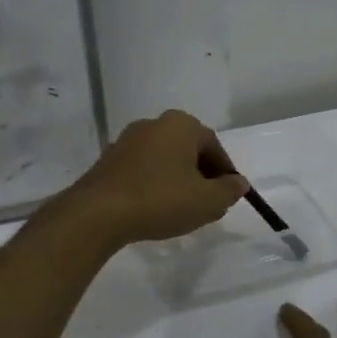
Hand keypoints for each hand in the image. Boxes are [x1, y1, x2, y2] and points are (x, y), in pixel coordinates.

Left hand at [60, 109, 248, 246]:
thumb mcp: (206, 201)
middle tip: (207, 205)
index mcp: (181, 125)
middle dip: (201, 176)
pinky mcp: (109, 161)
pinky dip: (154, 185)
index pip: (214, 147)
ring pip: (164, 160)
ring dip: (177, 181)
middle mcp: (153, 124)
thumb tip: (238, 183)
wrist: (98, 213)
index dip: (225, 173)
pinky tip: (155, 209)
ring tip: (181, 210)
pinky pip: (143, 170)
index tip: (227, 196)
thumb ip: (228, 191)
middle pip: (188, 151)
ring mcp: (127, 141)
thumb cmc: (161, 199)